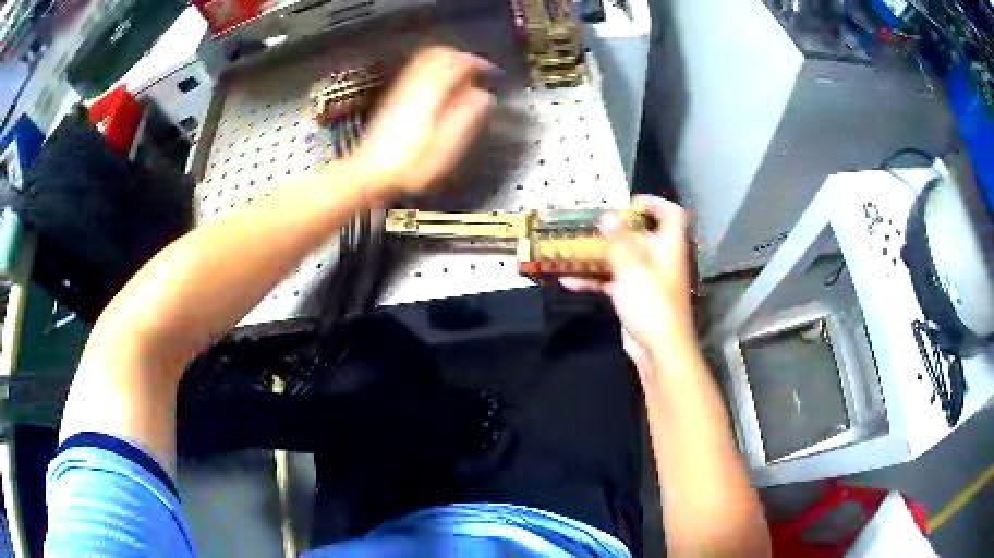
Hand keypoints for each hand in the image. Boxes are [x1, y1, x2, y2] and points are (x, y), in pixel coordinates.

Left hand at [349, 47, 494, 196]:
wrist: (369, 173)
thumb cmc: (412, 164)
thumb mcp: (447, 145)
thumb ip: (467, 116)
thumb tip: (485, 96)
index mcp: (432, 91)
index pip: (458, 63)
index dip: (478, 63)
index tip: (492, 72)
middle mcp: (416, 82)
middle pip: (440, 54)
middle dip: (461, 58)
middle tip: (477, 71)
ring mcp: (401, 88)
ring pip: (425, 59)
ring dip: (446, 62)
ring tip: (460, 77)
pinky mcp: (393, 97)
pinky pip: (415, 70)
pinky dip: (432, 70)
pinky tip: (439, 86)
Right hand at [561, 196, 694, 367]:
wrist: (658, 349)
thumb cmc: (652, 303)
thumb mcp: (633, 267)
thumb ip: (619, 240)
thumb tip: (608, 215)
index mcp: (668, 247)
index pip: (671, 214)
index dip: (654, 203)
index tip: (628, 203)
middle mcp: (658, 259)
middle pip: (639, 236)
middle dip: (613, 229)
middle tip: (588, 224)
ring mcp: (645, 279)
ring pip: (621, 259)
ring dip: (597, 255)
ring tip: (570, 248)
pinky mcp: (632, 298)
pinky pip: (611, 282)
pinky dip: (592, 280)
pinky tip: (566, 280)